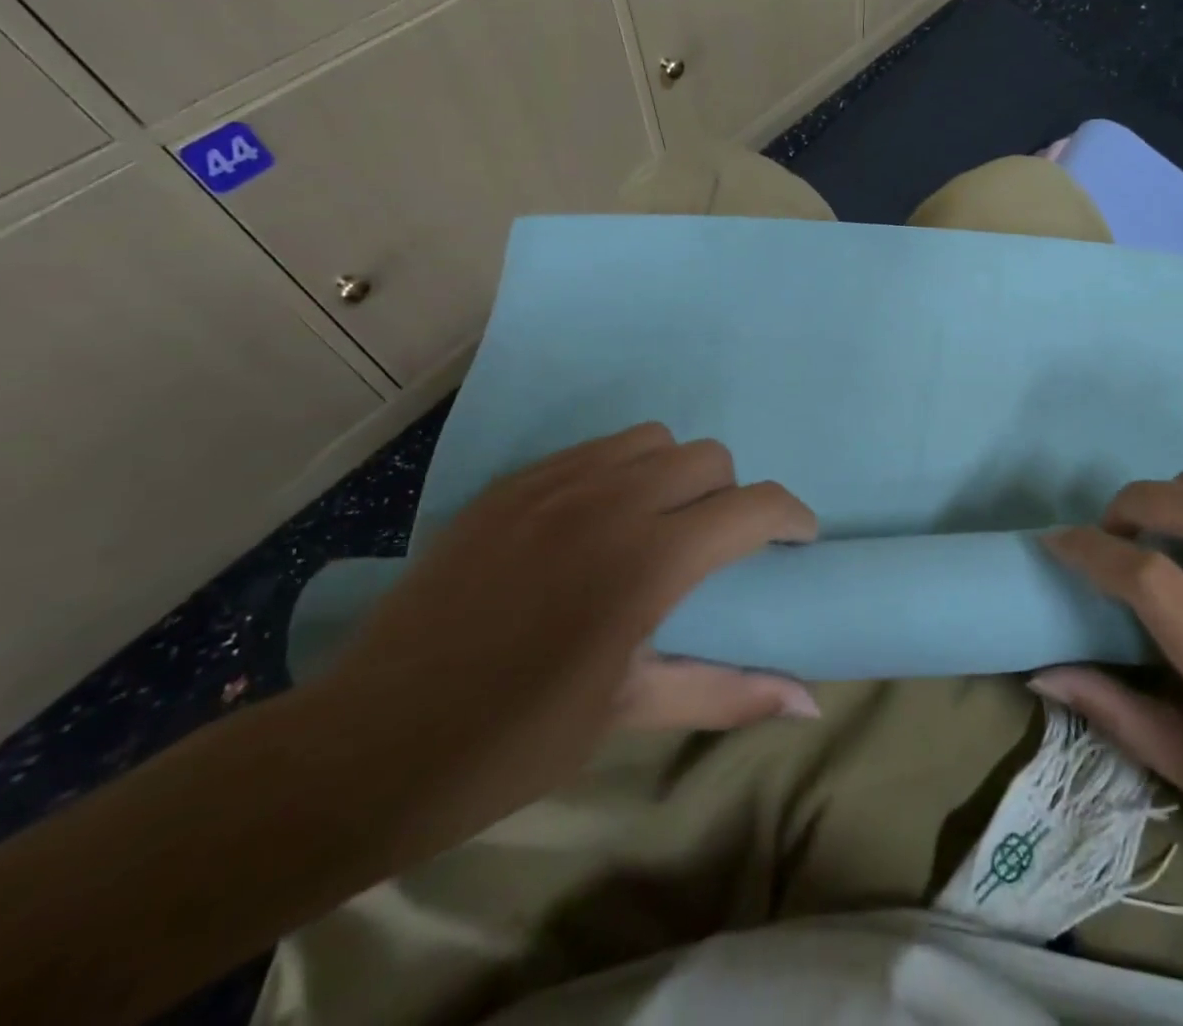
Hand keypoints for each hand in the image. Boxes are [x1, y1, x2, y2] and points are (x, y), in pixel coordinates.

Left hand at [314, 422, 818, 837]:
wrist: (370, 743)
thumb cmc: (515, 739)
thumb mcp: (630, 711)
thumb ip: (728, 692)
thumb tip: (812, 702)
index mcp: (648, 560)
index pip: (753, 506)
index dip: (791, 517)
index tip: (796, 542)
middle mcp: (610, 501)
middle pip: (708, 458)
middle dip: (729, 498)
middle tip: (712, 550)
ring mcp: (554, 483)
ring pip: (652, 440)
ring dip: (674, 475)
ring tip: (655, 527)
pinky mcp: (512, 484)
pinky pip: (594, 450)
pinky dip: (619, 472)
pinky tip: (593, 524)